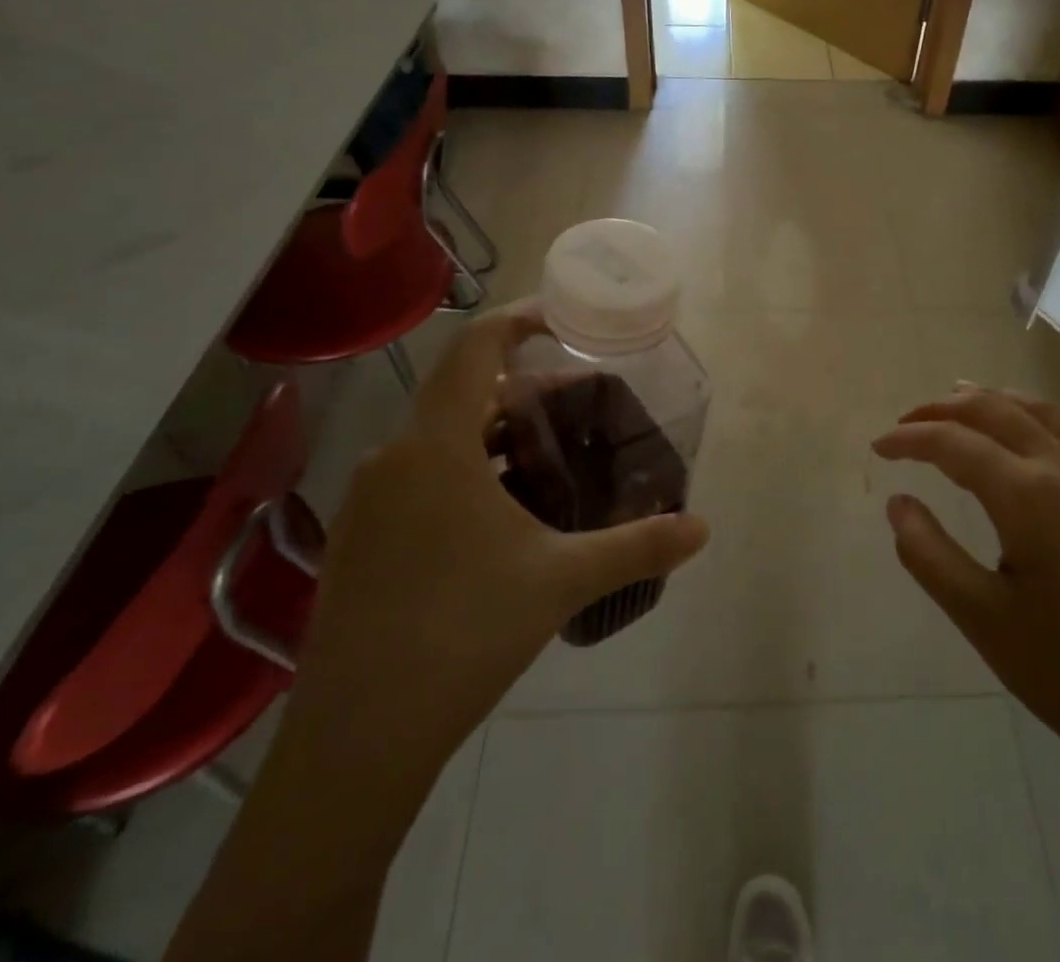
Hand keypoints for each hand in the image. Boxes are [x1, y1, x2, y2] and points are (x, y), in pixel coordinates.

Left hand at [276, 303, 710, 820]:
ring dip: (496, 431)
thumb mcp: (562, 581)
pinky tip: (503, 512)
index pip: (475, 348)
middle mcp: (394, 457)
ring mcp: (369, 499)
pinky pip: (420, 474)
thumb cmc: (464, 634)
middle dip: (524, 387)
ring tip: (550, 454)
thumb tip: (701, 529)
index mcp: (437, 445)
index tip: (562, 321)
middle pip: (464, 391)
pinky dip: (466, 468)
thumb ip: (637, 545)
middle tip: (579, 403)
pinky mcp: (359, 537)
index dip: (518, 321)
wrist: (357, 739)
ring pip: (441, 436)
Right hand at [872, 386, 1059, 799]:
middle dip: (945, 409)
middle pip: (997, 411)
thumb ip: (929, 554)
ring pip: (1046, 413)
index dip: (909, 438)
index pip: (954, 444)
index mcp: (1029, 496)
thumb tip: (897, 502)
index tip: (878, 447)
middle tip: (909, 420)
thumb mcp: (983, 621)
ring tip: (964, 401)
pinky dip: (1046, 423)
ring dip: (997, 401)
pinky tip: (1039, 441)